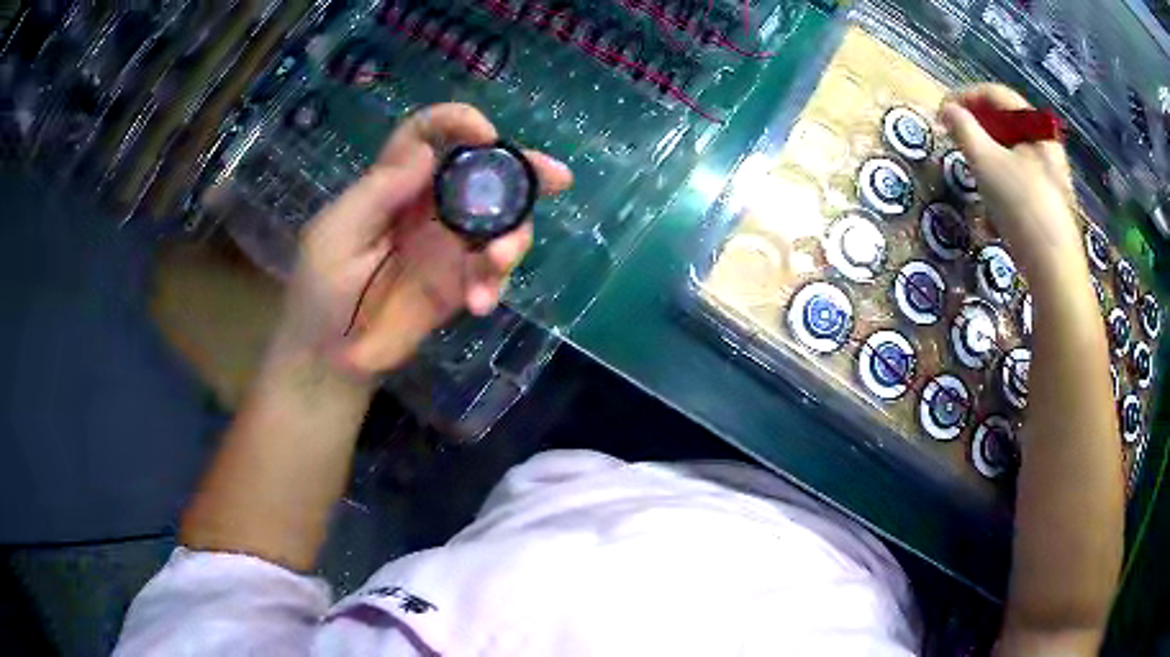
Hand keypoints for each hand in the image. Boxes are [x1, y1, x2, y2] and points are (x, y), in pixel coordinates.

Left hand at [277, 103, 572, 379]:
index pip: (428, 136)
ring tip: (499, 260)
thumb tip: (427, 151)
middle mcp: (428, 207)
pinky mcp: (459, 284)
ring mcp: (448, 246)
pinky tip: (480, 302)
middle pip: (481, 175)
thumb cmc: (321, 290)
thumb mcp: (336, 237)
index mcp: (394, 184)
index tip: (485, 135)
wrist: (331, 356)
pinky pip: (491, 273)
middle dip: (521, 171)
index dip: (457, 124)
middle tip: (556, 177)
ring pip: (499, 223)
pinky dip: (495, 283)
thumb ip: (377, 194)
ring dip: (512, 237)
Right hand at [939, 84, 1083, 286]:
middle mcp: (1048, 146)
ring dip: (989, 158)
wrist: (1055, 269)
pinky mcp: (1052, 204)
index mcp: (1036, 127)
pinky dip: (1004, 184)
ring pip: (1014, 153)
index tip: (942, 112)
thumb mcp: (986, 162)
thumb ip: (963, 129)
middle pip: (1006, 123)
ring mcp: (1053, 176)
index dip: (965, 96)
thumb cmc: (1022, 206)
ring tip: (974, 176)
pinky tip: (995, 206)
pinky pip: (1022, 180)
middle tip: (957, 141)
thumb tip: (946, 110)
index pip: (995, 94)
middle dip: (978, 130)